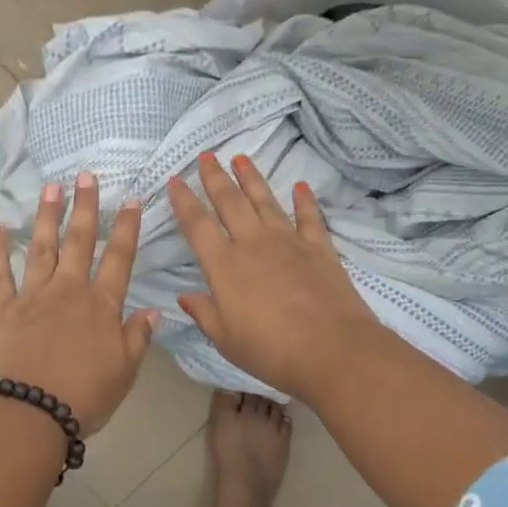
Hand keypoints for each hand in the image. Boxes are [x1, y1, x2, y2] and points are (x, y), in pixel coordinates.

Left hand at [0, 172, 158, 435]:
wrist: (30, 411)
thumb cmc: (84, 397)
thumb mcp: (124, 372)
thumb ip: (138, 337)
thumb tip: (154, 310)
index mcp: (102, 306)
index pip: (119, 259)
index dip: (127, 228)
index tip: (132, 200)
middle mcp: (69, 290)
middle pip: (80, 241)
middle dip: (85, 206)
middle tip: (86, 176)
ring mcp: (33, 295)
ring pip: (42, 247)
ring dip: (47, 216)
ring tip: (51, 187)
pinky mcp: (1, 307)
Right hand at [168, 153, 382, 401]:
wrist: (332, 350)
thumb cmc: (271, 350)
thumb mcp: (226, 340)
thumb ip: (204, 314)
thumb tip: (185, 297)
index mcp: (225, 266)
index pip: (197, 225)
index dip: (184, 201)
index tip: (175, 180)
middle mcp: (254, 244)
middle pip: (230, 202)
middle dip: (215, 177)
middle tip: (206, 156)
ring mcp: (289, 242)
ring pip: (265, 201)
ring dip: (252, 178)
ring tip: (241, 158)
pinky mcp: (319, 249)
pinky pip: (309, 217)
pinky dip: (304, 200)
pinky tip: (300, 186)